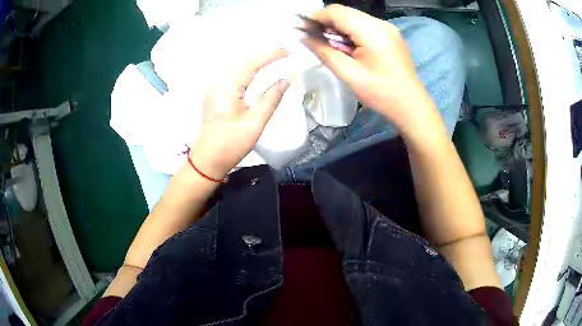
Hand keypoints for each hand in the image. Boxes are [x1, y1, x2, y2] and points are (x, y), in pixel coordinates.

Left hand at [188, 49, 289, 179]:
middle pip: (242, 61)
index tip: (287, 52)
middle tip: (283, 53)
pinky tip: (257, 69)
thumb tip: (285, 81)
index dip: (270, 55)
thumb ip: (271, 99)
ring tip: (274, 58)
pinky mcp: (214, 94)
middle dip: (263, 55)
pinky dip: (247, 69)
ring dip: (255, 61)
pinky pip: (233, 75)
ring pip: (237, 66)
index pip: (250, 64)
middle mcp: (217, 83)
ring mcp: (214, 88)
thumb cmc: (231, 144)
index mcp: (227, 88)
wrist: (208, 160)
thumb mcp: (255, 122)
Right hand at [301, 5, 438, 135]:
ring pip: (354, 18)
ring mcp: (388, 28)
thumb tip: (303, 38)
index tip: (302, 29)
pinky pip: (365, 25)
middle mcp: (381, 23)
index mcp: (371, 31)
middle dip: (326, 23)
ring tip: (331, 45)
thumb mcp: (348, 74)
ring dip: (338, 28)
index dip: (316, 18)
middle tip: (314, 39)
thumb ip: (324, 52)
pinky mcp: (390, 34)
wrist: (411, 106)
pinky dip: (351, 32)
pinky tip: (348, 47)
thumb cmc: (381, 94)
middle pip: (345, 12)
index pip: (336, 12)